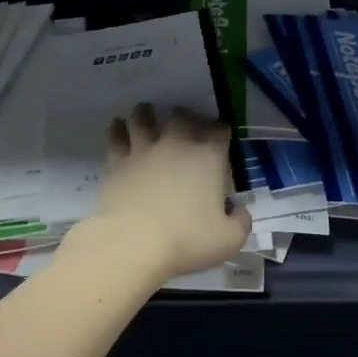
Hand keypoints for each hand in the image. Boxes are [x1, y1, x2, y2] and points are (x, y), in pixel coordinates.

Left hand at [64, 104, 249, 280]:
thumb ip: (241, 222)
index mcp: (209, 157)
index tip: (221, 137)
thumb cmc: (186, 240)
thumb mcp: (228, 239)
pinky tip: (117, 127)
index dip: (222, 131)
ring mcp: (144, 150)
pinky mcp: (117, 162)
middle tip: (185, 124)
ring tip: (146, 113)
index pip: (220, 130)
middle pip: (182, 116)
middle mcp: (177, 144)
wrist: (132, 243)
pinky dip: (117, 129)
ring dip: (146, 114)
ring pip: (143, 118)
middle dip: (186, 117)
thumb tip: (240, 211)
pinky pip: (116, 136)